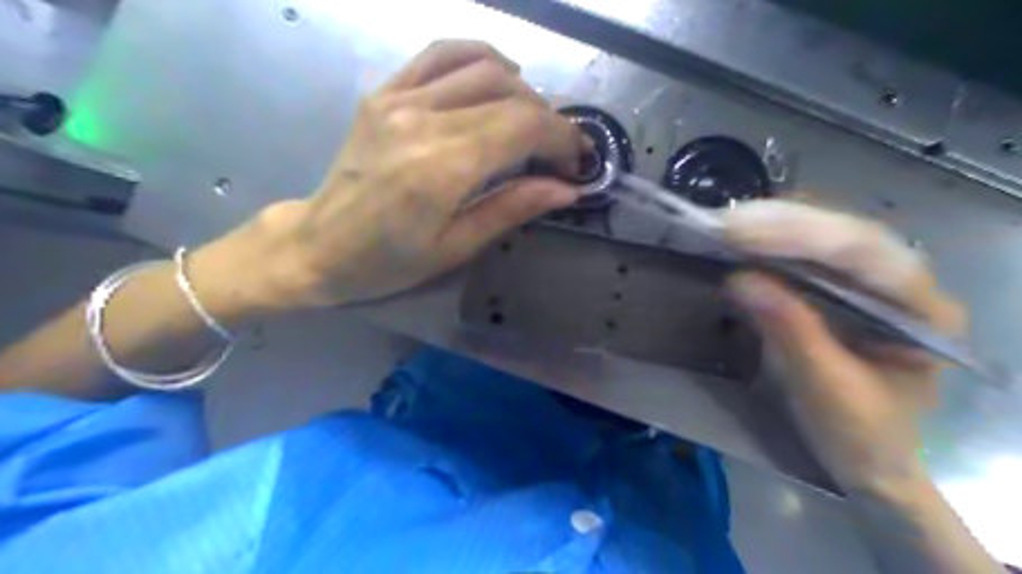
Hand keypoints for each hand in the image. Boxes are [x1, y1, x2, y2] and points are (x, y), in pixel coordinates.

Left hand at [240, 37, 587, 308]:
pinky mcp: (384, 91)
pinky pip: (440, 54)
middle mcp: (421, 119)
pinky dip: (480, 58)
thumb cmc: (387, 261)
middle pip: (510, 94)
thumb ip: (513, 208)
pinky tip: (499, 78)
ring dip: (523, 90)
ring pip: (482, 66)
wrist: (318, 245)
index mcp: (441, 167)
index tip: (577, 163)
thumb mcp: (456, 247)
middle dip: (549, 120)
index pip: (523, 126)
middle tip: (560, 152)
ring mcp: (398, 98)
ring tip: (533, 122)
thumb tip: (567, 188)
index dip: (562, 138)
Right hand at [721, 201, 962, 492]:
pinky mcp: (836, 288)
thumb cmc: (860, 434)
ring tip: (724, 226)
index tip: (741, 232)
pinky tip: (741, 241)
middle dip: (782, 224)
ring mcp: (868, 282)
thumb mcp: (827, 389)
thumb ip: (790, 330)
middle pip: (843, 233)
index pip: (865, 252)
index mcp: (921, 307)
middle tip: (724, 224)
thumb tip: (738, 278)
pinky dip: (768, 245)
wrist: (866, 459)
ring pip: (823, 236)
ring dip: (772, 227)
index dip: (801, 235)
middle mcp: (900, 282)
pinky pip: (804, 254)